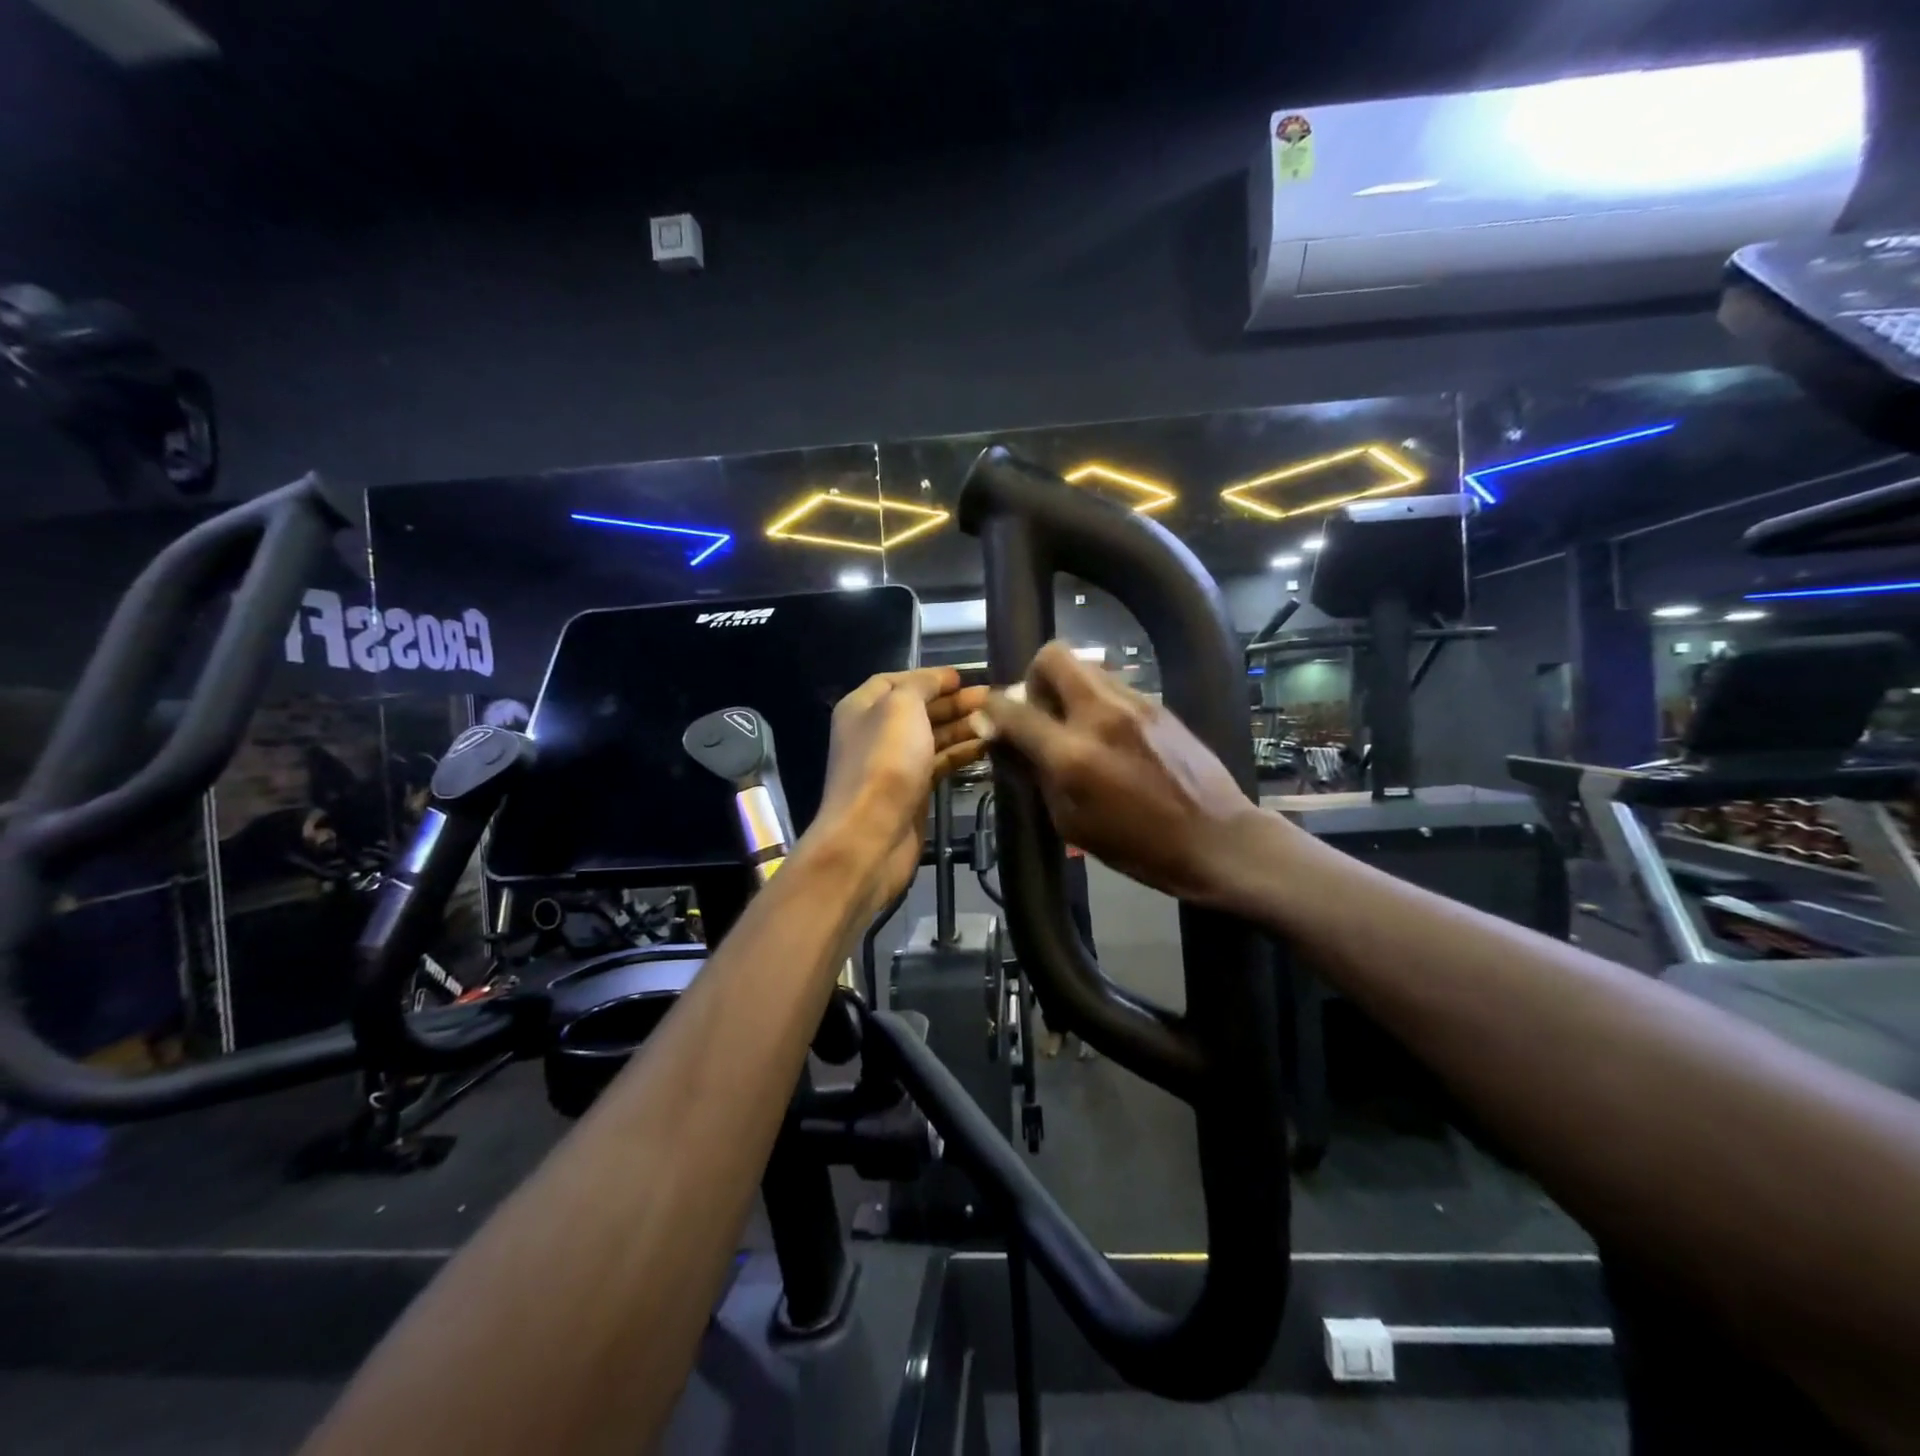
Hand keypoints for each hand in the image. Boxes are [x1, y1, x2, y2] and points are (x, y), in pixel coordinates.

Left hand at [811, 667, 989, 913]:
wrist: (872, 836)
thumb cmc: (885, 762)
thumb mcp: (901, 707)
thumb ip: (921, 685)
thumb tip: (941, 679)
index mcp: (862, 707)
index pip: (896, 680)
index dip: (929, 676)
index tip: (964, 677)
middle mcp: (875, 732)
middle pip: (918, 708)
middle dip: (954, 701)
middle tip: (993, 697)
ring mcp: (894, 765)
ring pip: (933, 737)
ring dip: (964, 726)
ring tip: (1000, 719)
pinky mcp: (912, 792)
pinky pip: (940, 763)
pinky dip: (962, 752)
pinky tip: (989, 746)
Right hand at [974, 642, 1255, 904]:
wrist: (1215, 839)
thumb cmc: (1137, 847)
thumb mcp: (1071, 823)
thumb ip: (1037, 775)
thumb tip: (1010, 742)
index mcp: (1071, 755)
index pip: (1013, 710)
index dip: (991, 710)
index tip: (990, 718)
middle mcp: (1099, 715)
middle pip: (1052, 657)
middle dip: (1034, 676)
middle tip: (1039, 708)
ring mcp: (1133, 703)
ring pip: (1085, 666)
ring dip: (1068, 686)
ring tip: (1074, 722)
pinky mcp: (1157, 704)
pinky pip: (1113, 685)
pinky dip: (1097, 699)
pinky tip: (1108, 733)